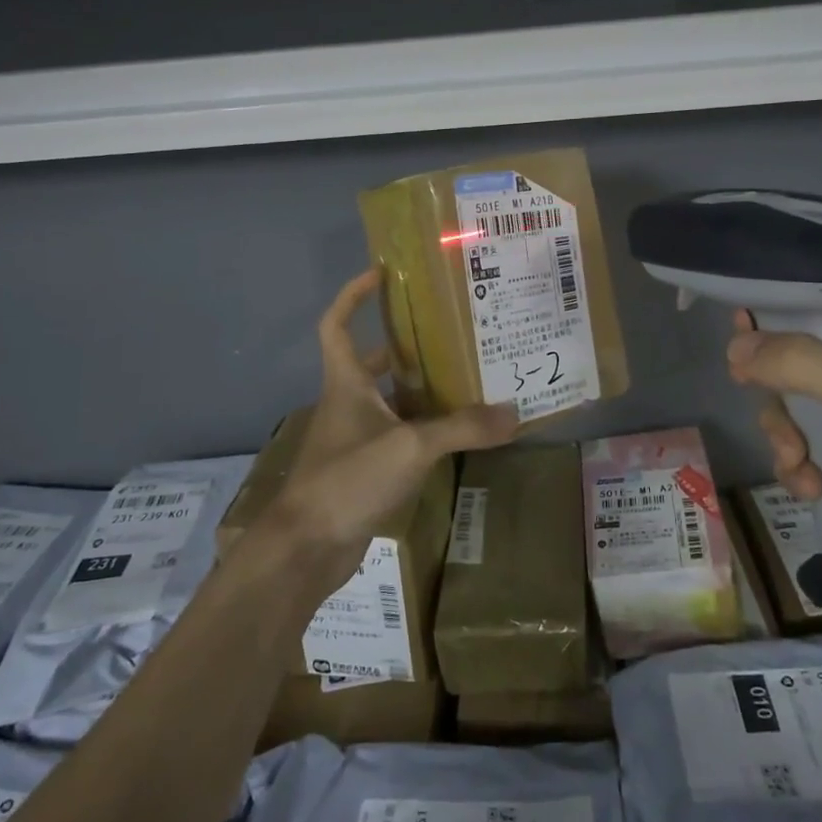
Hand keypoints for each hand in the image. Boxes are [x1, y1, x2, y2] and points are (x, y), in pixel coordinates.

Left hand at [264, 270, 517, 580]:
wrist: (307, 547)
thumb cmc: (348, 478)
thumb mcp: (411, 446)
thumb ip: (462, 428)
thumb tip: (514, 414)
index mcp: (345, 383)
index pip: (336, 324)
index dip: (353, 295)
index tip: (381, 274)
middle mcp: (346, 403)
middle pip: (370, 362)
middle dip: (403, 346)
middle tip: (447, 335)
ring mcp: (352, 439)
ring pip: (386, 402)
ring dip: (417, 391)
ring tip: (462, 380)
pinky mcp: (362, 470)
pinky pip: (395, 437)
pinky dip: (420, 431)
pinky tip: (453, 436)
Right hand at [726, 298, 821, 606]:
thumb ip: (800, 363)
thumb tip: (735, 344)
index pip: (819, 303)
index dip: (774, 319)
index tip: (738, 345)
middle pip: (799, 361)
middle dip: (781, 401)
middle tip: (782, 432)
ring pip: (802, 409)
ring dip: (789, 441)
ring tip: (801, 472)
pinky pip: (818, 448)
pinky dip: (806, 468)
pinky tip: (812, 491)